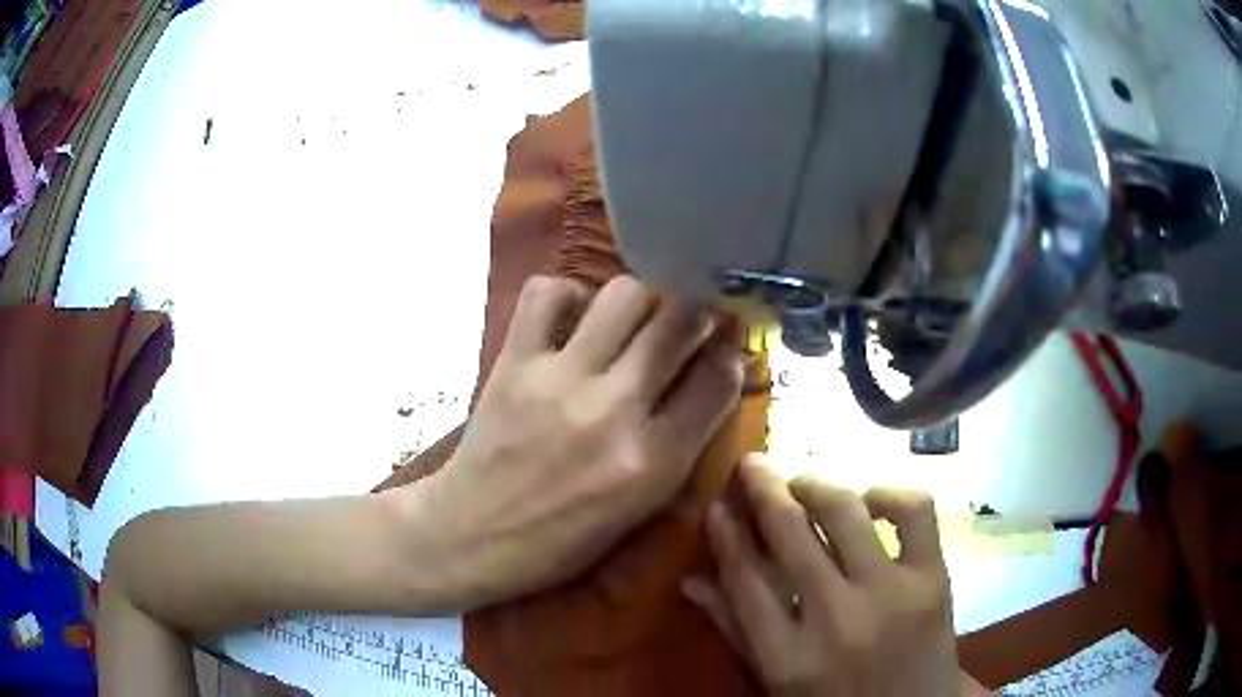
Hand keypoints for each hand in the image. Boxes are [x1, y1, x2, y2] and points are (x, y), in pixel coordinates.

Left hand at [417, 275, 743, 606]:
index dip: (732, 353)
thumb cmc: (562, 539)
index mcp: (654, 462)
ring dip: (640, 300)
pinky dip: (568, 296)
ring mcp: (561, 381)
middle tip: (686, 321)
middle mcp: (615, 411)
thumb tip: (710, 381)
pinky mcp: (514, 362)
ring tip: (630, 321)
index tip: (725, 347)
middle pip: (681, 320)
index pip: (720, 379)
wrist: (473, 535)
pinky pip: (549, 293)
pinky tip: (573, 320)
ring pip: (625, 294)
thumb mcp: (639, 510)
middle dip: (696, 312)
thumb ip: (680, 446)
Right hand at [686, 455, 962, 696]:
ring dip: (815, 486)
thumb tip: (693, 581)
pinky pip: (913, 512)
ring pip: (844, 512)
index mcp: (787, 657)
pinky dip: (889, 494)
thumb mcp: (776, 683)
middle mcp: (835, 618)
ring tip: (802, 485)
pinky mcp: (932, 578)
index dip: (727, 533)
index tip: (718, 504)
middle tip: (753, 465)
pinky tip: (870, 501)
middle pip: (789, 533)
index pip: (745, 577)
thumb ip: (735, 631)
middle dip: (763, 488)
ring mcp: (890, 593)